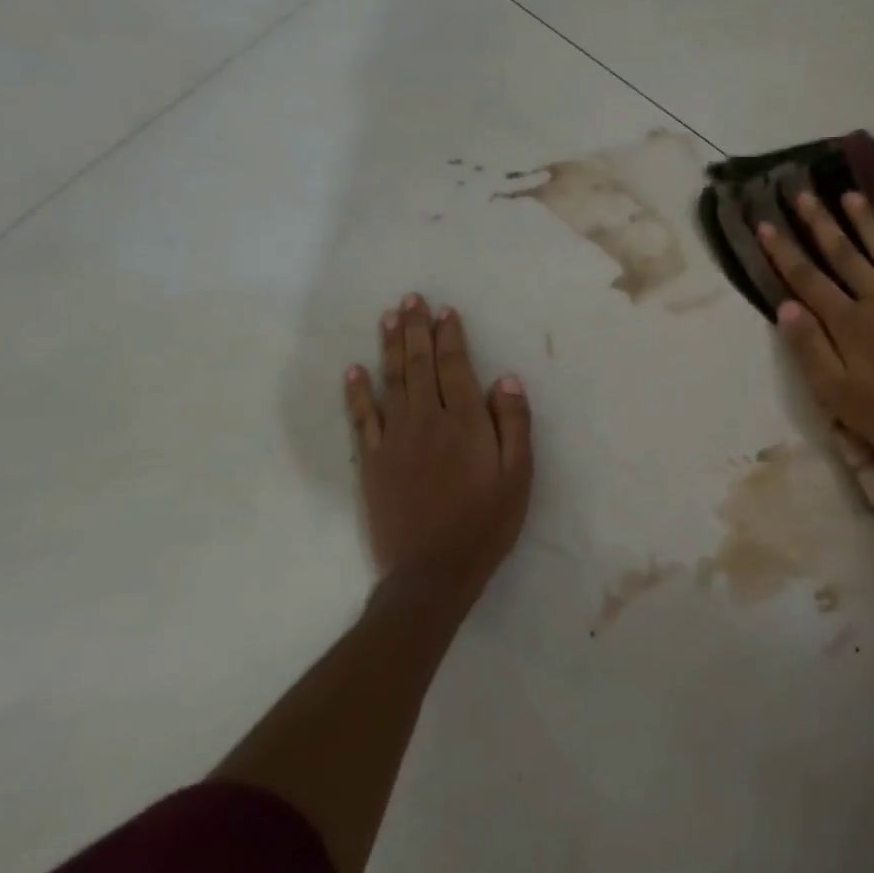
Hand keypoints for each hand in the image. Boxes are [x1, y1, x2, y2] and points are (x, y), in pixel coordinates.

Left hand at [344, 295, 532, 607]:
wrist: (432, 573)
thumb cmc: (485, 523)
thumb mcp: (519, 476)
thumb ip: (514, 424)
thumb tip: (506, 379)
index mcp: (465, 422)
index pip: (454, 366)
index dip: (449, 336)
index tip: (444, 310)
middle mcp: (427, 420)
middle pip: (419, 365)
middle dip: (416, 329)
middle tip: (411, 299)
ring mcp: (394, 440)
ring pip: (391, 382)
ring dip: (389, 347)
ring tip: (388, 317)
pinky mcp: (371, 462)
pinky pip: (362, 418)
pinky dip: (357, 392)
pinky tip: (354, 370)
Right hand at [759, 192, 873, 473]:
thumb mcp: (835, 394)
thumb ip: (808, 348)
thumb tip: (784, 306)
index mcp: (848, 322)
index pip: (807, 279)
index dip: (783, 251)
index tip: (765, 223)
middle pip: (844, 254)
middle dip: (820, 222)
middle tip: (803, 192)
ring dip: (867, 222)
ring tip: (850, 195)